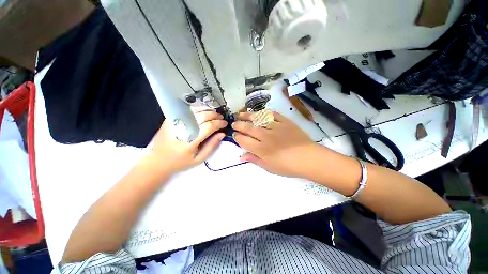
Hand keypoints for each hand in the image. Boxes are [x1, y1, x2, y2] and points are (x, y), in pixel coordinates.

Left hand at [148, 110, 226, 174]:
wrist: (157, 161)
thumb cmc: (180, 162)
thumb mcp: (199, 159)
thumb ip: (212, 146)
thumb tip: (222, 134)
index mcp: (190, 140)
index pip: (209, 126)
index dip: (219, 123)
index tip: (225, 123)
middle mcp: (183, 128)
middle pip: (203, 116)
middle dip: (215, 115)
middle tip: (221, 118)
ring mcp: (175, 122)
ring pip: (195, 111)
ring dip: (207, 111)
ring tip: (214, 115)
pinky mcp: (170, 119)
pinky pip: (186, 111)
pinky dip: (197, 110)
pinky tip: (203, 113)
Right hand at [232, 111, 316, 177]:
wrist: (308, 158)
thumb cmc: (288, 166)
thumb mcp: (269, 167)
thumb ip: (254, 160)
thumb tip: (241, 156)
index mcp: (261, 149)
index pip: (243, 140)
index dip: (237, 137)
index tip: (234, 135)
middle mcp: (266, 136)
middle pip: (248, 128)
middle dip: (239, 125)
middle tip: (234, 123)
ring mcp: (275, 127)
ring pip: (258, 118)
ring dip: (248, 115)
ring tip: (241, 114)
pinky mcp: (285, 122)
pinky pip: (273, 114)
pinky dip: (265, 112)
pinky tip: (260, 112)